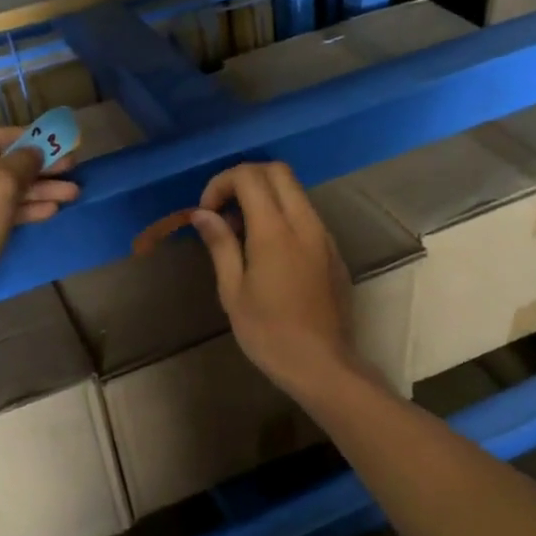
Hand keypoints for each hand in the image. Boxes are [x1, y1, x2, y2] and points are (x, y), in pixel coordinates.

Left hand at [0, 126, 78, 324]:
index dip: (28, 138)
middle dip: (37, 169)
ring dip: (36, 192)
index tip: (59, 141)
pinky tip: (50, 211)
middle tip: (73, 168)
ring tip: (72, 193)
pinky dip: (22, 211)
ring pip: (0, 193)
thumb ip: (21, 164)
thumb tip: (35, 152)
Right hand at [189, 162, 363, 397]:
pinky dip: (282, 215)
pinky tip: (267, 251)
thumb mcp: (233, 291)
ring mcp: (324, 236)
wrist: (321, 365)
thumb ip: (220, 244)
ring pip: (295, 191)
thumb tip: (203, 214)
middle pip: (278, 171)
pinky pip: (306, 215)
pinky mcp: (333, 251)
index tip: (207, 211)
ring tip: (241, 233)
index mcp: (275, 232)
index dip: (221, 183)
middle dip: (244, 178)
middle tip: (223, 209)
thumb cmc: (268, 333)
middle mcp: (305, 223)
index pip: (250, 177)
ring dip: (265, 196)